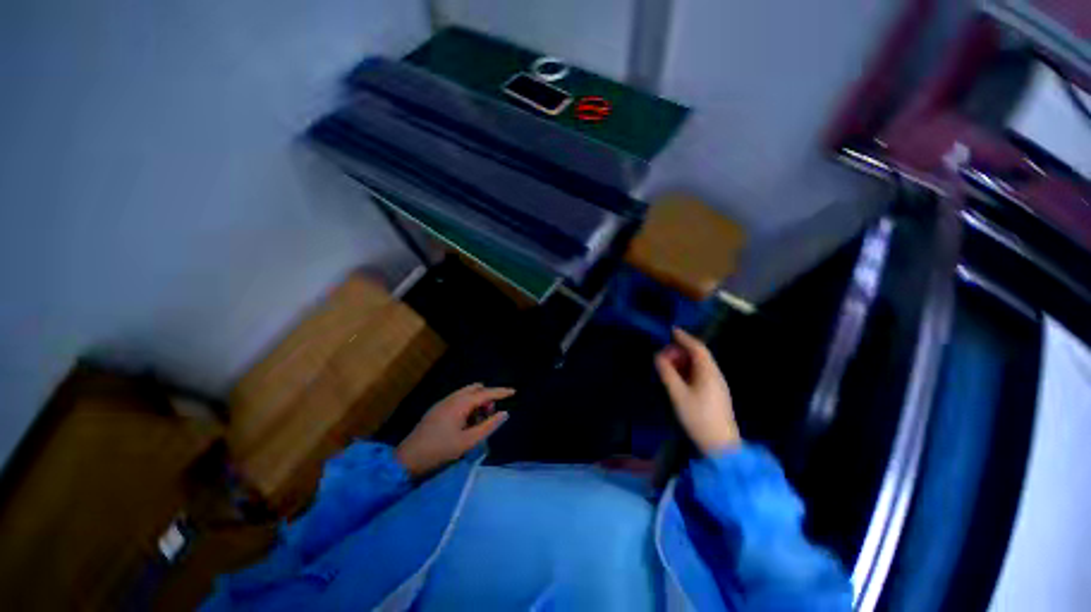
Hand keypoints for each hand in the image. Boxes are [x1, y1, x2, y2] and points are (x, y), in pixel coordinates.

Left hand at [395, 384, 513, 477]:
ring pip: (466, 393)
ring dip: (477, 401)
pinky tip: (466, 421)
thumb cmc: (440, 450)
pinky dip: (467, 405)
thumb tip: (504, 413)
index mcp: (460, 404)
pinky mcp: (437, 409)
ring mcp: (443, 402)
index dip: (501, 391)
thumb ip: (488, 426)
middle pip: (475, 389)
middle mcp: (452, 398)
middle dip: (487, 396)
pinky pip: (458, 399)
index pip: (486, 393)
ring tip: (479, 420)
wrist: (407, 459)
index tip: (514, 391)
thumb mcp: (468, 441)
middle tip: (491, 413)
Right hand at [655, 328, 740, 454]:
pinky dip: (689, 370)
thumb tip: (658, 357)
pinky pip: (701, 374)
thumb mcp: (678, 395)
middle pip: (699, 355)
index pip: (697, 348)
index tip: (672, 330)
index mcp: (708, 372)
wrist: (721, 445)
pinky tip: (679, 377)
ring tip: (669, 365)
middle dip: (681, 350)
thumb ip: (667, 373)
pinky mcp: (716, 394)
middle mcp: (715, 375)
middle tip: (665, 354)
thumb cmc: (698, 417)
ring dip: (684, 361)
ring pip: (700, 365)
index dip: (684, 337)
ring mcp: (717, 385)